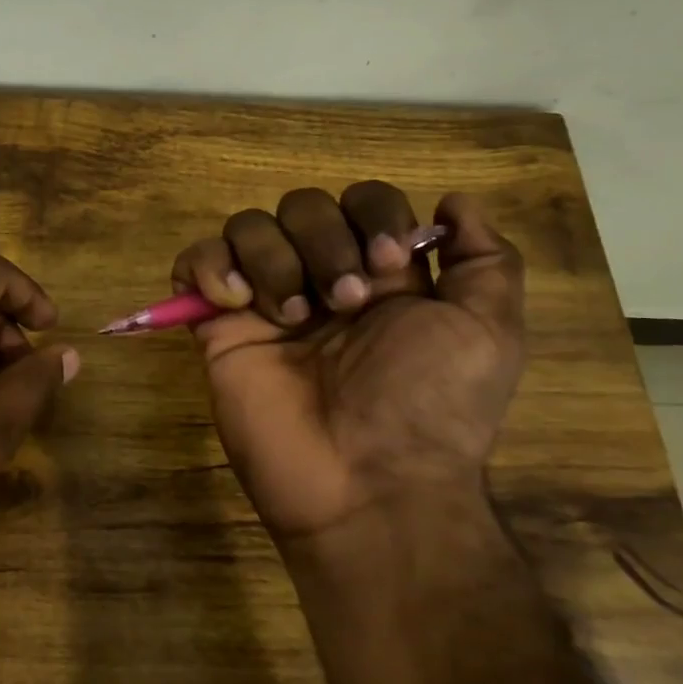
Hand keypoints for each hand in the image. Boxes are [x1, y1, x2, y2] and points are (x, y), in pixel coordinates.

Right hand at [171, 184, 524, 544]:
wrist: (368, 483)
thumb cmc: (432, 406)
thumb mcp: (489, 332)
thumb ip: (485, 260)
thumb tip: (454, 201)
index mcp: (379, 274)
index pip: (362, 199)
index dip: (373, 214)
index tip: (388, 263)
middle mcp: (320, 277)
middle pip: (301, 205)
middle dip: (324, 242)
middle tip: (344, 303)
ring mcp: (265, 302)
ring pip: (248, 226)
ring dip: (273, 258)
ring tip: (292, 317)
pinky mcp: (218, 327)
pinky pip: (193, 264)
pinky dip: (208, 266)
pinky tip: (236, 303)